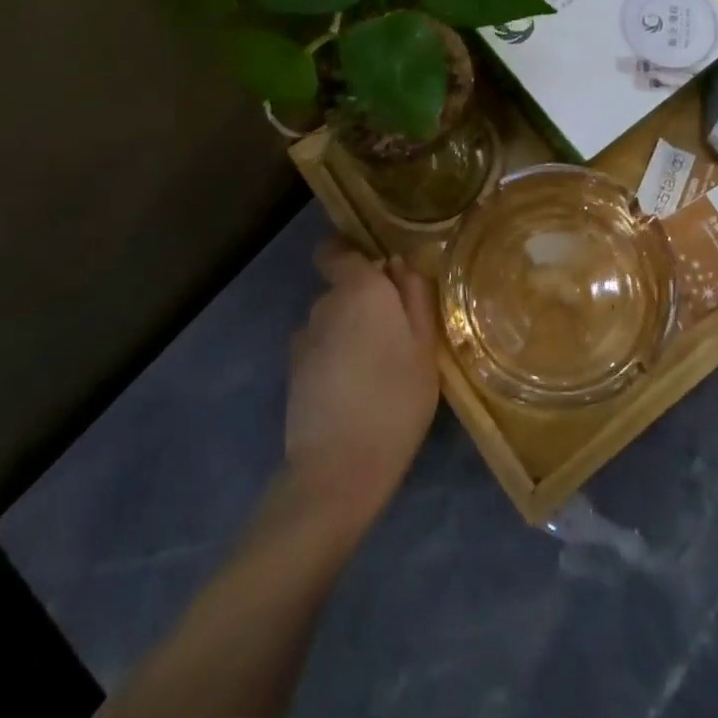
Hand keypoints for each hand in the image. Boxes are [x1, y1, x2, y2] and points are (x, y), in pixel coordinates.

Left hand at [284, 238, 439, 533]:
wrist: (339, 468)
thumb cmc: (396, 399)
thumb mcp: (425, 345)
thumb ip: (415, 296)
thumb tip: (399, 265)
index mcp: (359, 289)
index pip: (336, 250)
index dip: (352, 254)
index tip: (379, 274)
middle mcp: (324, 304)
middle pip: (341, 288)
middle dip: (363, 301)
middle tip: (396, 333)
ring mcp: (303, 339)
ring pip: (330, 320)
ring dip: (349, 331)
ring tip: (376, 366)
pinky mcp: (292, 372)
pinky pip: (319, 349)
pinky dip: (334, 358)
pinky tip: (354, 389)